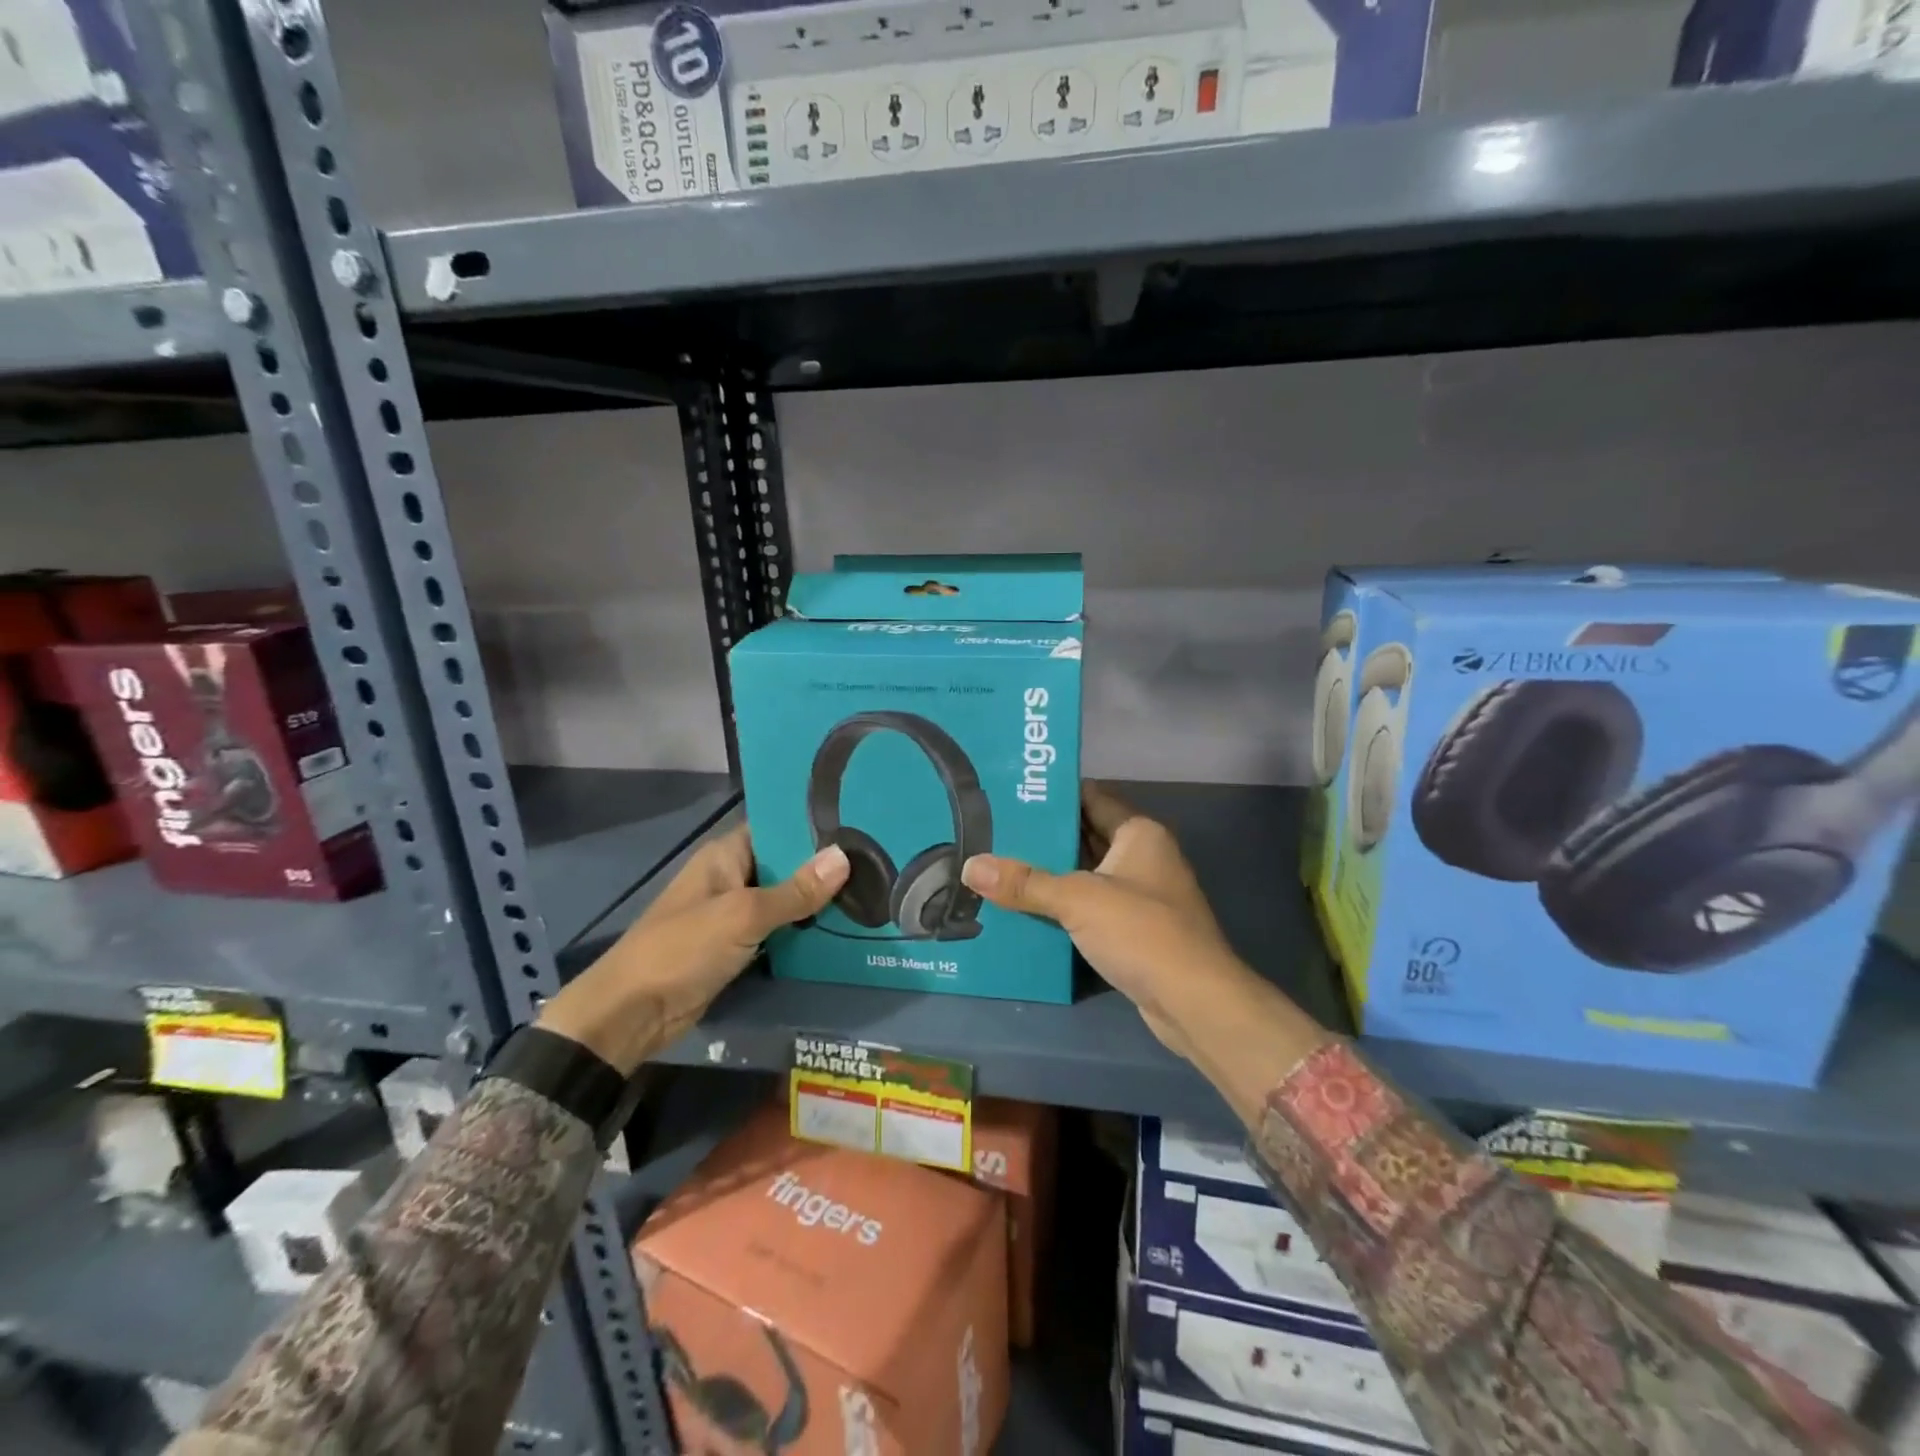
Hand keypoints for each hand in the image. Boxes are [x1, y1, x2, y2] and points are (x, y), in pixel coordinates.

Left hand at [538, 826, 848, 1074]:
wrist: (631, 1014)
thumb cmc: (683, 949)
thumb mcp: (743, 915)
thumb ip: (795, 891)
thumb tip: (844, 857)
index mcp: (726, 855)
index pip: (776, 828)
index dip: (813, 826)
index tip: (859, 822)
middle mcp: (731, 877)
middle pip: (784, 865)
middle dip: (823, 866)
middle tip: (876, 861)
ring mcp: (734, 914)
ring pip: (784, 900)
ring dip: (816, 902)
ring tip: (870, 891)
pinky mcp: (738, 947)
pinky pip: (778, 930)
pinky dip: (803, 931)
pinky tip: (842, 929)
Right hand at [960, 785, 1329, 1108]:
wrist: (1194, 1002)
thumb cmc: (1142, 932)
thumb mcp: (1078, 899)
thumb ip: (1025, 882)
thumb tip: (970, 866)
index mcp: (1139, 834)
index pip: (1091, 798)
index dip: (1054, 794)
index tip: (1012, 791)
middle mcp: (1143, 857)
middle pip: (1085, 837)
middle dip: (1043, 837)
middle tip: (993, 830)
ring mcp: (1141, 896)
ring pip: (1086, 875)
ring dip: (1050, 875)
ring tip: (998, 866)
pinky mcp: (1135, 931)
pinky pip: (1091, 908)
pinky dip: (1063, 907)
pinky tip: (1025, 909)